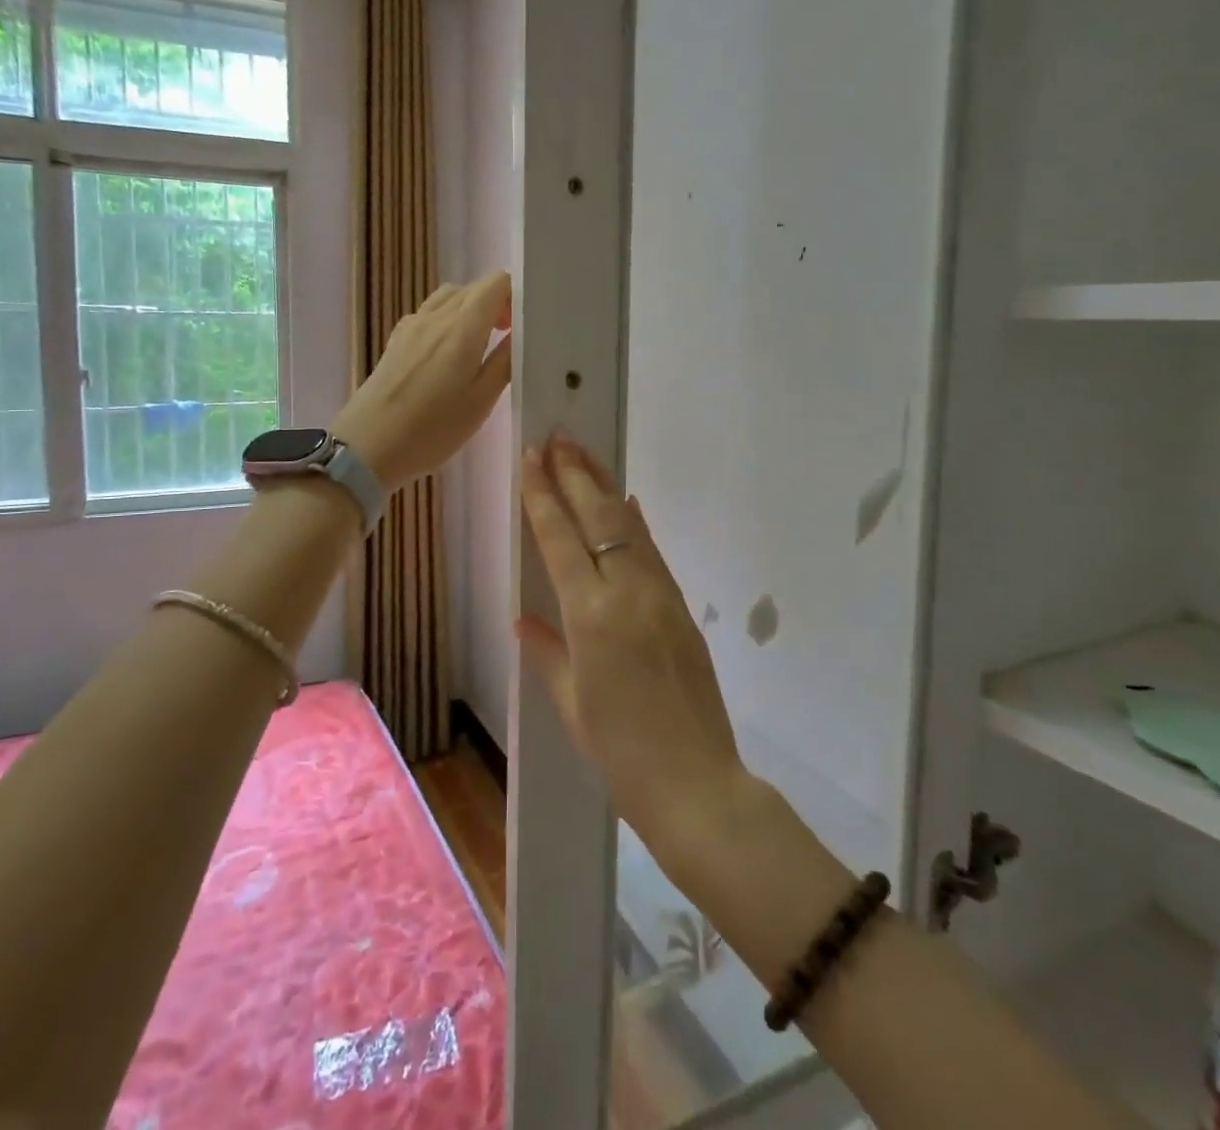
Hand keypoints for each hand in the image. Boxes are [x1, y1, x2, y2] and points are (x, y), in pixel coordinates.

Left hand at [333, 271, 513, 492]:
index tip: (524, 324)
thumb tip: (521, 332)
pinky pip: (429, 314)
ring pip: (448, 298)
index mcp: (462, 327)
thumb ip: (505, 361)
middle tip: (508, 338)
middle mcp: (436, 316)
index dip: (515, 295)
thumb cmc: (433, 429)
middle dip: (496, 303)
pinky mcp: (396, 341)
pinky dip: (447, 320)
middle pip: (472, 288)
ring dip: (470, 310)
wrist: (369, 446)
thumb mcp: (481, 401)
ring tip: (480, 344)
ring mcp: (411, 326)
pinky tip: (448, 354)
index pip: (495, 283)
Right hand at [516, 437, 746, 851]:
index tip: (531, 457)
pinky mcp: (682, 607)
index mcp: (589, 616)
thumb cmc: (620, 753)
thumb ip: (547, 650)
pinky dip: (635, 522)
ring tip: (584, 455)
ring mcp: (660, 595)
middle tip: (558, 437)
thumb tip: (523, 616)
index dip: (543, 495)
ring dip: (604, 487)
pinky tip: (627, 502)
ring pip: (628, 526)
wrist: (696, 783)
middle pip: (597, 518)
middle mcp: (626, 593)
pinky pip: (651, 552)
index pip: (559, 539)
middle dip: (574, 474)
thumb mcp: (572, 703)